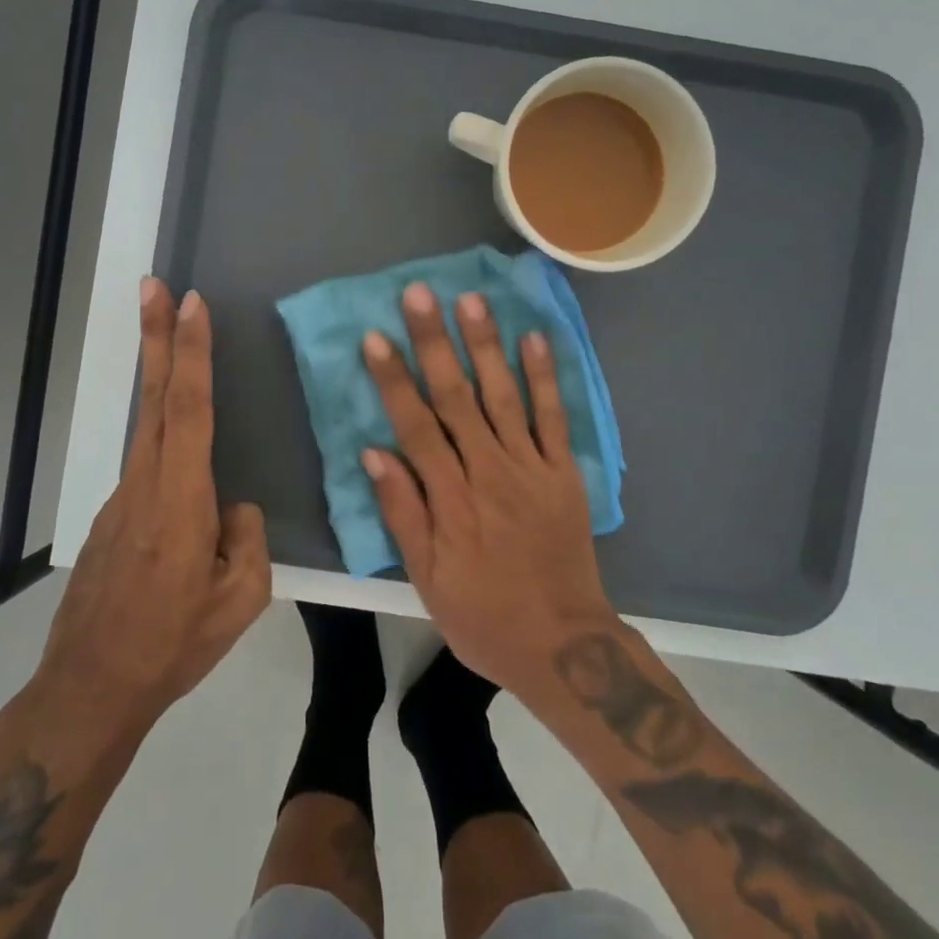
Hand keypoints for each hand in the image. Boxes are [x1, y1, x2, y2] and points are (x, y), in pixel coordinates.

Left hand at [30, 280, 270, 753]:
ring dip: (157, 371)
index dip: (190, 354)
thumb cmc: (172, 645)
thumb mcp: (241, 601)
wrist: (90, 689)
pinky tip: (184, 457)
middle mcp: (147, 485)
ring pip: (147, 423)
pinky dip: (162, 429)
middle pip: (154, 397)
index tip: (191, 305)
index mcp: (182, 501)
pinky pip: (147, 459)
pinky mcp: (114, 514)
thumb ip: (248, 538)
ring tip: (168, 332)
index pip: (189, 410)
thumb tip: (233, 506)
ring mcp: (123, 497)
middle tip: (154, 285)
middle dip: (156, 336)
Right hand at [360, 281, 617, 697]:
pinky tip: (533, 338)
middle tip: (419, 294)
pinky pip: (554, 417)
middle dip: (435, 343)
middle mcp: (490, 471)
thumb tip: (374, 453)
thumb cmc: (484, 615)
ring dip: (486, 345)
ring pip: (503, 395)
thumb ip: (403, 513)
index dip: (394, 379)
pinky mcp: (564, 472)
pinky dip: (544, 376)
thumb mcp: (428, 580)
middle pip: (456, 397)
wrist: (564, 643)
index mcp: (451, 499)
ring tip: (471, 300)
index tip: (376, 337)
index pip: (415, 426)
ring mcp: (532, 468)